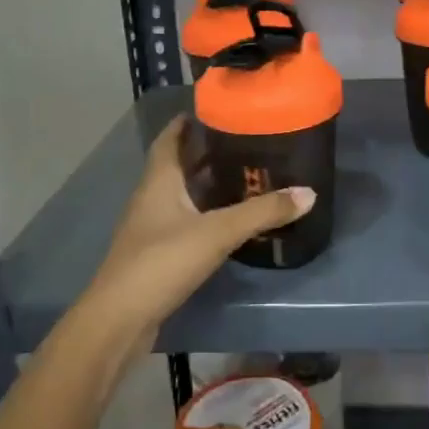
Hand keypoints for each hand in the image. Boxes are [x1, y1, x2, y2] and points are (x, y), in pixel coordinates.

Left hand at [78, 116, 313, 351]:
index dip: (189, 121)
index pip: (171, 137)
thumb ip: (262, 212)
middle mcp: (152, 196)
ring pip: (182, 193)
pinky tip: (229, 219)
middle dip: (207, 150)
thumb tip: (308, 192)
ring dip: (207, 182)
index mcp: (159, 179)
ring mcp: (152, 226)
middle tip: (245, 140)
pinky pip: (184, 219)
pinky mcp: (157, 253)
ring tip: (245, 174)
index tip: (219, 109)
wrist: (120, 320)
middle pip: (179, 163)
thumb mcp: (217, 232)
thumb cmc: (162, 261)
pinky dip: (205, 212)